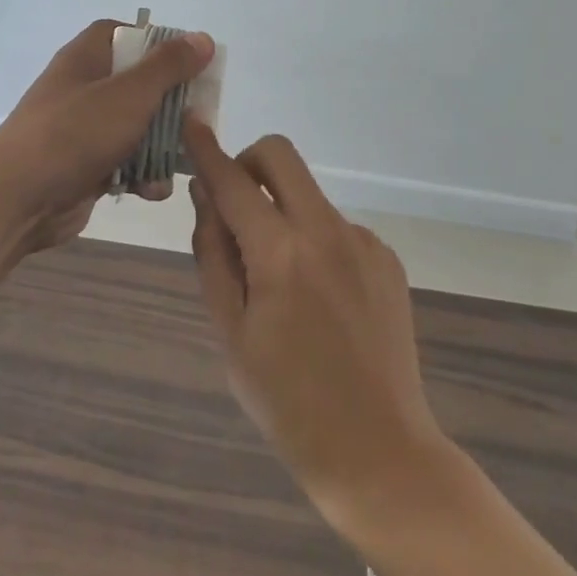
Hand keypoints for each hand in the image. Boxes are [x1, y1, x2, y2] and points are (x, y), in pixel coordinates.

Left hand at [0, 20, 213, 252]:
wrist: (18, 199)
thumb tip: (202, 38)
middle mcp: (84, 87)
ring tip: (179, 161)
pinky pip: (125, 162)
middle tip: (197, 119)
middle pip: (138, 82)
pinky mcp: (86, 165)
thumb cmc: (75, 133)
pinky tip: (151, 191)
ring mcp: (83, 128)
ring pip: (136, 126)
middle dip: (170, 104)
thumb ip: (168, 66)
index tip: (188, 61)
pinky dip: (141, 175)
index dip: (157, 43)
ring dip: (161, 146)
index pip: (125, 32)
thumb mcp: (129, 93)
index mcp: (87, 57)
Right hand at [185, 119, 449, 540]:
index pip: (232, 182)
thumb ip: (213, 254)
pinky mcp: (386, 258)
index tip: (190, 122)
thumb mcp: (230, 333)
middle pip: (281, 155)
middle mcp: (326, 232)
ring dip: (282, 210)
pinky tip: (318, 297)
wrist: (380, 453)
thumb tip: (205, 195)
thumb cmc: (287, 402)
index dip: (206, 149)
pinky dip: (313, 239)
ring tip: (280, 280)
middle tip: (235, 204)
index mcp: (280, 254)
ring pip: (307, 194)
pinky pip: (335, 226)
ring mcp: (362, 242)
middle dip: (248, 162)